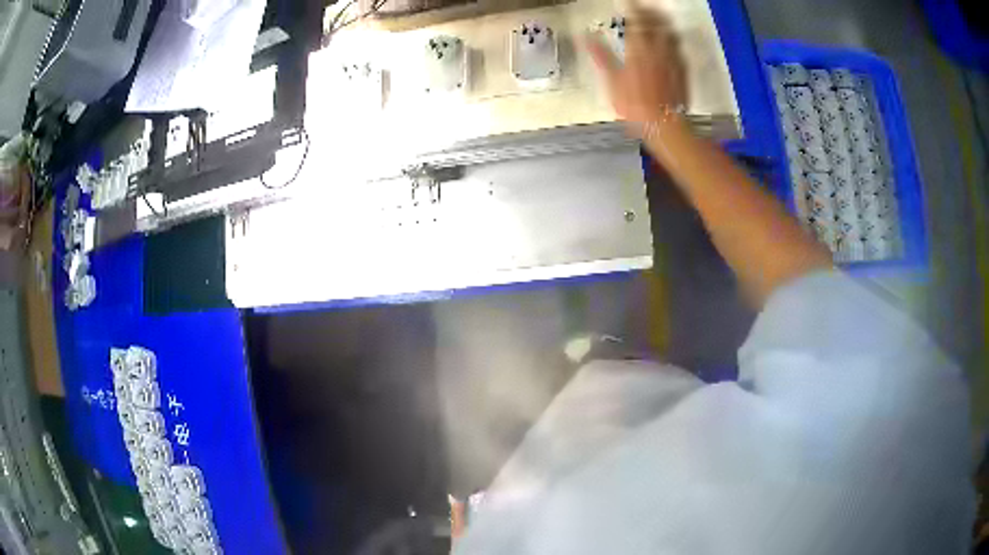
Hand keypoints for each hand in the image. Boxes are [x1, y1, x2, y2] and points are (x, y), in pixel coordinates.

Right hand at [585, 1, 688, 139]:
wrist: (664, 124)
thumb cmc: (635, 105)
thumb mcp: (612, 81)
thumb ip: (601, 55)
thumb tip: (587, 36)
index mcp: (639, 49)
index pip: (636, 21)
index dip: (632, 9)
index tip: (628, 2)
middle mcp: (658, 50)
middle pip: (657, 23)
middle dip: (650, 12)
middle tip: (644, 7)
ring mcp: (673, 60)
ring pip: (670, 34)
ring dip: (663, 23)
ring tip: (657, 19)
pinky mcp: (683, 71)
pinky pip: (678, 49)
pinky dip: (672, 40)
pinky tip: (669, 42)